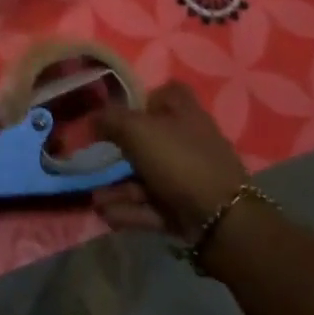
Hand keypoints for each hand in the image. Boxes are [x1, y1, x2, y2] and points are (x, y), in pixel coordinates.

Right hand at [93, 82, 248, 238]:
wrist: (222, 221)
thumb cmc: (179, 160)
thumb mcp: (137, 130)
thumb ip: (110, 120)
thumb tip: (91, 118)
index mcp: (184, 111)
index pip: (165, 93)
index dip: (141, 99)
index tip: (115, 112)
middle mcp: (188, 140)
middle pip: (149, 139)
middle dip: (118, 152)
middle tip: (92, 159)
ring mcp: (188, 176)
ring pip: (146, 176)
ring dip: (118, 187)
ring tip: (93, 199)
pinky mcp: (186, 207)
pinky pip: (152, 204)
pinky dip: (130, 208)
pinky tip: (106, 214)